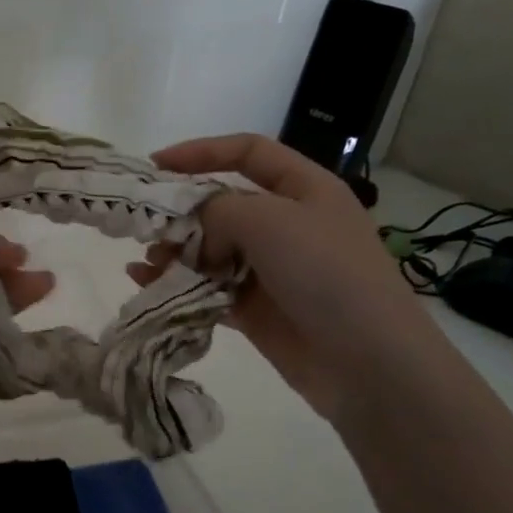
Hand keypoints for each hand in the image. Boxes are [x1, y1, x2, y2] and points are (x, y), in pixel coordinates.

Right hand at [128, 134, 448, 422]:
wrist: (365, 360)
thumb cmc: (324, 273)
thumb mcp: (269, 221)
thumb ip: (217, 210)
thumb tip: (193, 232)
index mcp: (304, 189)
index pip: (248, 152)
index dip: (201, 152)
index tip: (155, 166)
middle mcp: (288, 224)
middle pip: (222, 205)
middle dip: (181, 214)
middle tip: (147, 230)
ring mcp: (272, 269)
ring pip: (211, 250)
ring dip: (175, 253)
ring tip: (147, 265)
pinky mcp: (256, 309)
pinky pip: (208, 288)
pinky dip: (179, 285)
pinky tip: (148, 285)